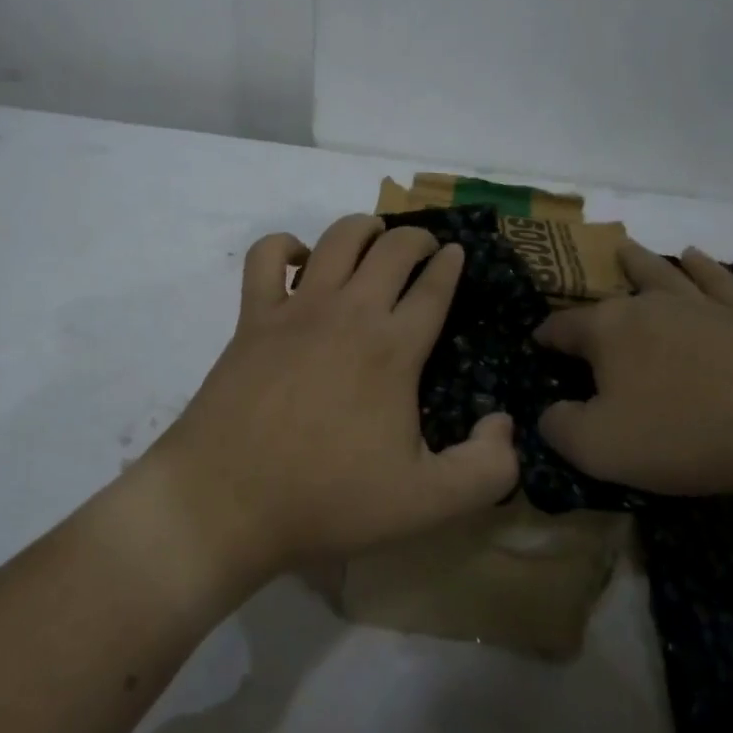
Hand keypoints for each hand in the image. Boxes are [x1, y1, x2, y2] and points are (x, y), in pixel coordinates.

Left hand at [154, 215, 518, 583]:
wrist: (228, 501)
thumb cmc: (328, 500)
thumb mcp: (427, 504)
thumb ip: (486, 467)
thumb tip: (505, 422)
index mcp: (394, 349)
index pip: (433, 287)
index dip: (450, 264)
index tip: (457, 254)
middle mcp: (349, 313)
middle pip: (392, 248)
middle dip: (416, 238)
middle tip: (425, 248)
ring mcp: (296, 309)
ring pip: (338, 239)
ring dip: (363, 228)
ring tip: (373, 237)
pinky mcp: (252, 317)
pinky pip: (266, 257)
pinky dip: (285, 246)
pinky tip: (298, 262)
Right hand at [535, 242, 732, 498]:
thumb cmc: (683, 432)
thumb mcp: (599, 447)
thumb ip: (560, 428)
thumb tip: (549, 413)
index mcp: (607, 330)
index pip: (562, 327)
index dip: (545, 336)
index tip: (535, 344)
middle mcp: (649, 306)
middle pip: (611, 292)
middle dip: (590, 290)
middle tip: (578, 285)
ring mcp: (701, 307)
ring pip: (662, 274)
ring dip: (640, 261)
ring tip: (627, 247)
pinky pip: (718, 283)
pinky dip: (704, 269)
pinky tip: (696, 257)